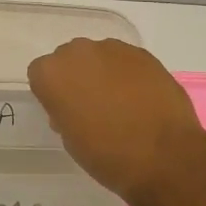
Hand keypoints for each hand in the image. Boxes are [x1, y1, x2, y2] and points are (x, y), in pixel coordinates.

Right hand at [27, 38, 205, 199]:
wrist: (164, 157)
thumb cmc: (107, 155)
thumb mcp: (71, 139)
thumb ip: (64, 112)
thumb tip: (75, 105)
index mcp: (52, 73)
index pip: (41, 74)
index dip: (53, 94)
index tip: (65, 112)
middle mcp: (78, 52)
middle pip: (69, 59)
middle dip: (77, 77)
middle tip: (91, 105)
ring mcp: (113, 49)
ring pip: (99, 56)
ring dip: (103, 73)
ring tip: (121, 102)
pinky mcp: (143, 54)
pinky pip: (126, 61)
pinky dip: (129, 75)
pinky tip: (141, 99)